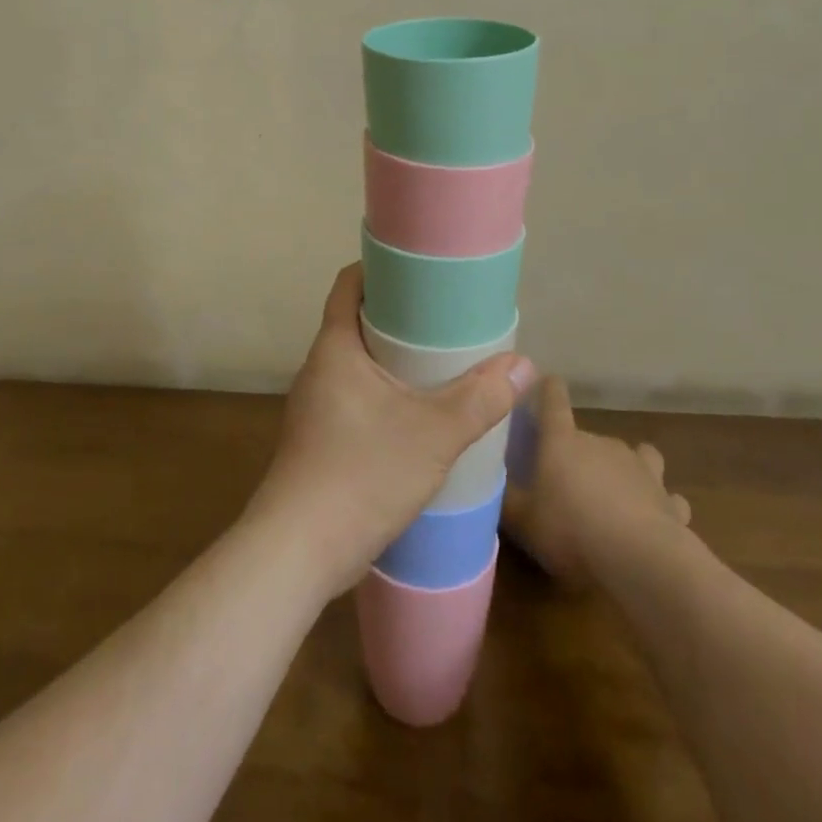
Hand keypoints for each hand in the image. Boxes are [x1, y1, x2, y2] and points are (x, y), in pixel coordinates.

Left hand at [246, 263, 534, 597]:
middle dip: (399, 315)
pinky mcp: (319, 439)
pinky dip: (385, 392)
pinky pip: (356, 395)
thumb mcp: (433, 434)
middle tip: (446, 316)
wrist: (297, 552)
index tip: (420, 270)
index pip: (349, 284)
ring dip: (393, 358)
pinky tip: (416, 413)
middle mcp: (319, 368)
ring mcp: (315, 406)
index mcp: (335, 348)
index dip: (380, 268)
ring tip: (439, 361)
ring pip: (358, 363)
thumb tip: (524, 365)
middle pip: (357, 321)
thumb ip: (480, 399)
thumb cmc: (361, 475)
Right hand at [502, 376, 689, 588]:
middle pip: (588, 436)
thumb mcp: (522, 520)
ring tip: (616, 495)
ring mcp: (640, 467)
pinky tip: (653, 521)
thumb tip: (493, 481)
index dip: (547, 389)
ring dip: (625, 470)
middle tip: (567, 483)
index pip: (553, 399)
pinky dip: (659, 503)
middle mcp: (602, 443)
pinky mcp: (668, 499)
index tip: (543, 383)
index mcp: (562, 441)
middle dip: (579, 454)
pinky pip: (664, 494)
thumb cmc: (570, 530)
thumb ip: (507, 497)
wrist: (640, 559)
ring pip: (635, 455)